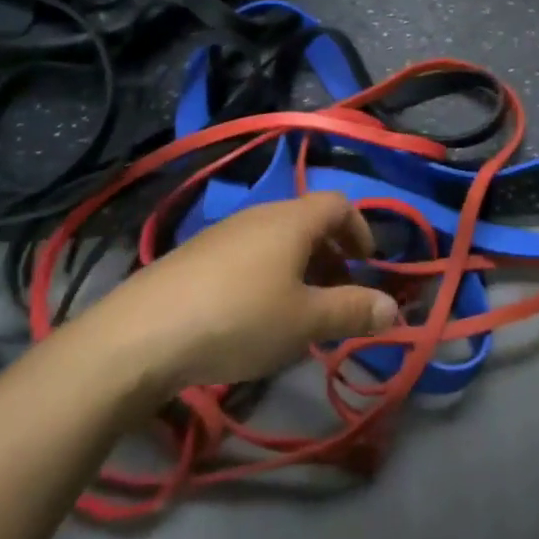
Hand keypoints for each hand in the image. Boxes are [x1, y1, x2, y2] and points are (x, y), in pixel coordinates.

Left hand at [88, 193, 401, 392]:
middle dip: (332, 256)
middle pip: (308, 222)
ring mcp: (224, 233)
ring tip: (298, 312)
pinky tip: (253, 317)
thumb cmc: (240, 318)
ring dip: (300, 268)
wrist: (143, 333)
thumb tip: (395, 309)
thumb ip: (353, 311)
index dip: (361, 230)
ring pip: (277, 240)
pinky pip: (248, 255)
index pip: (339, 205)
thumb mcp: (305, 321)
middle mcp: (260, 215)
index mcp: (292, 220)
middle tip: (338, 296)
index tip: (368, 266)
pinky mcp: (196, 255)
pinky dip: (267, 275)